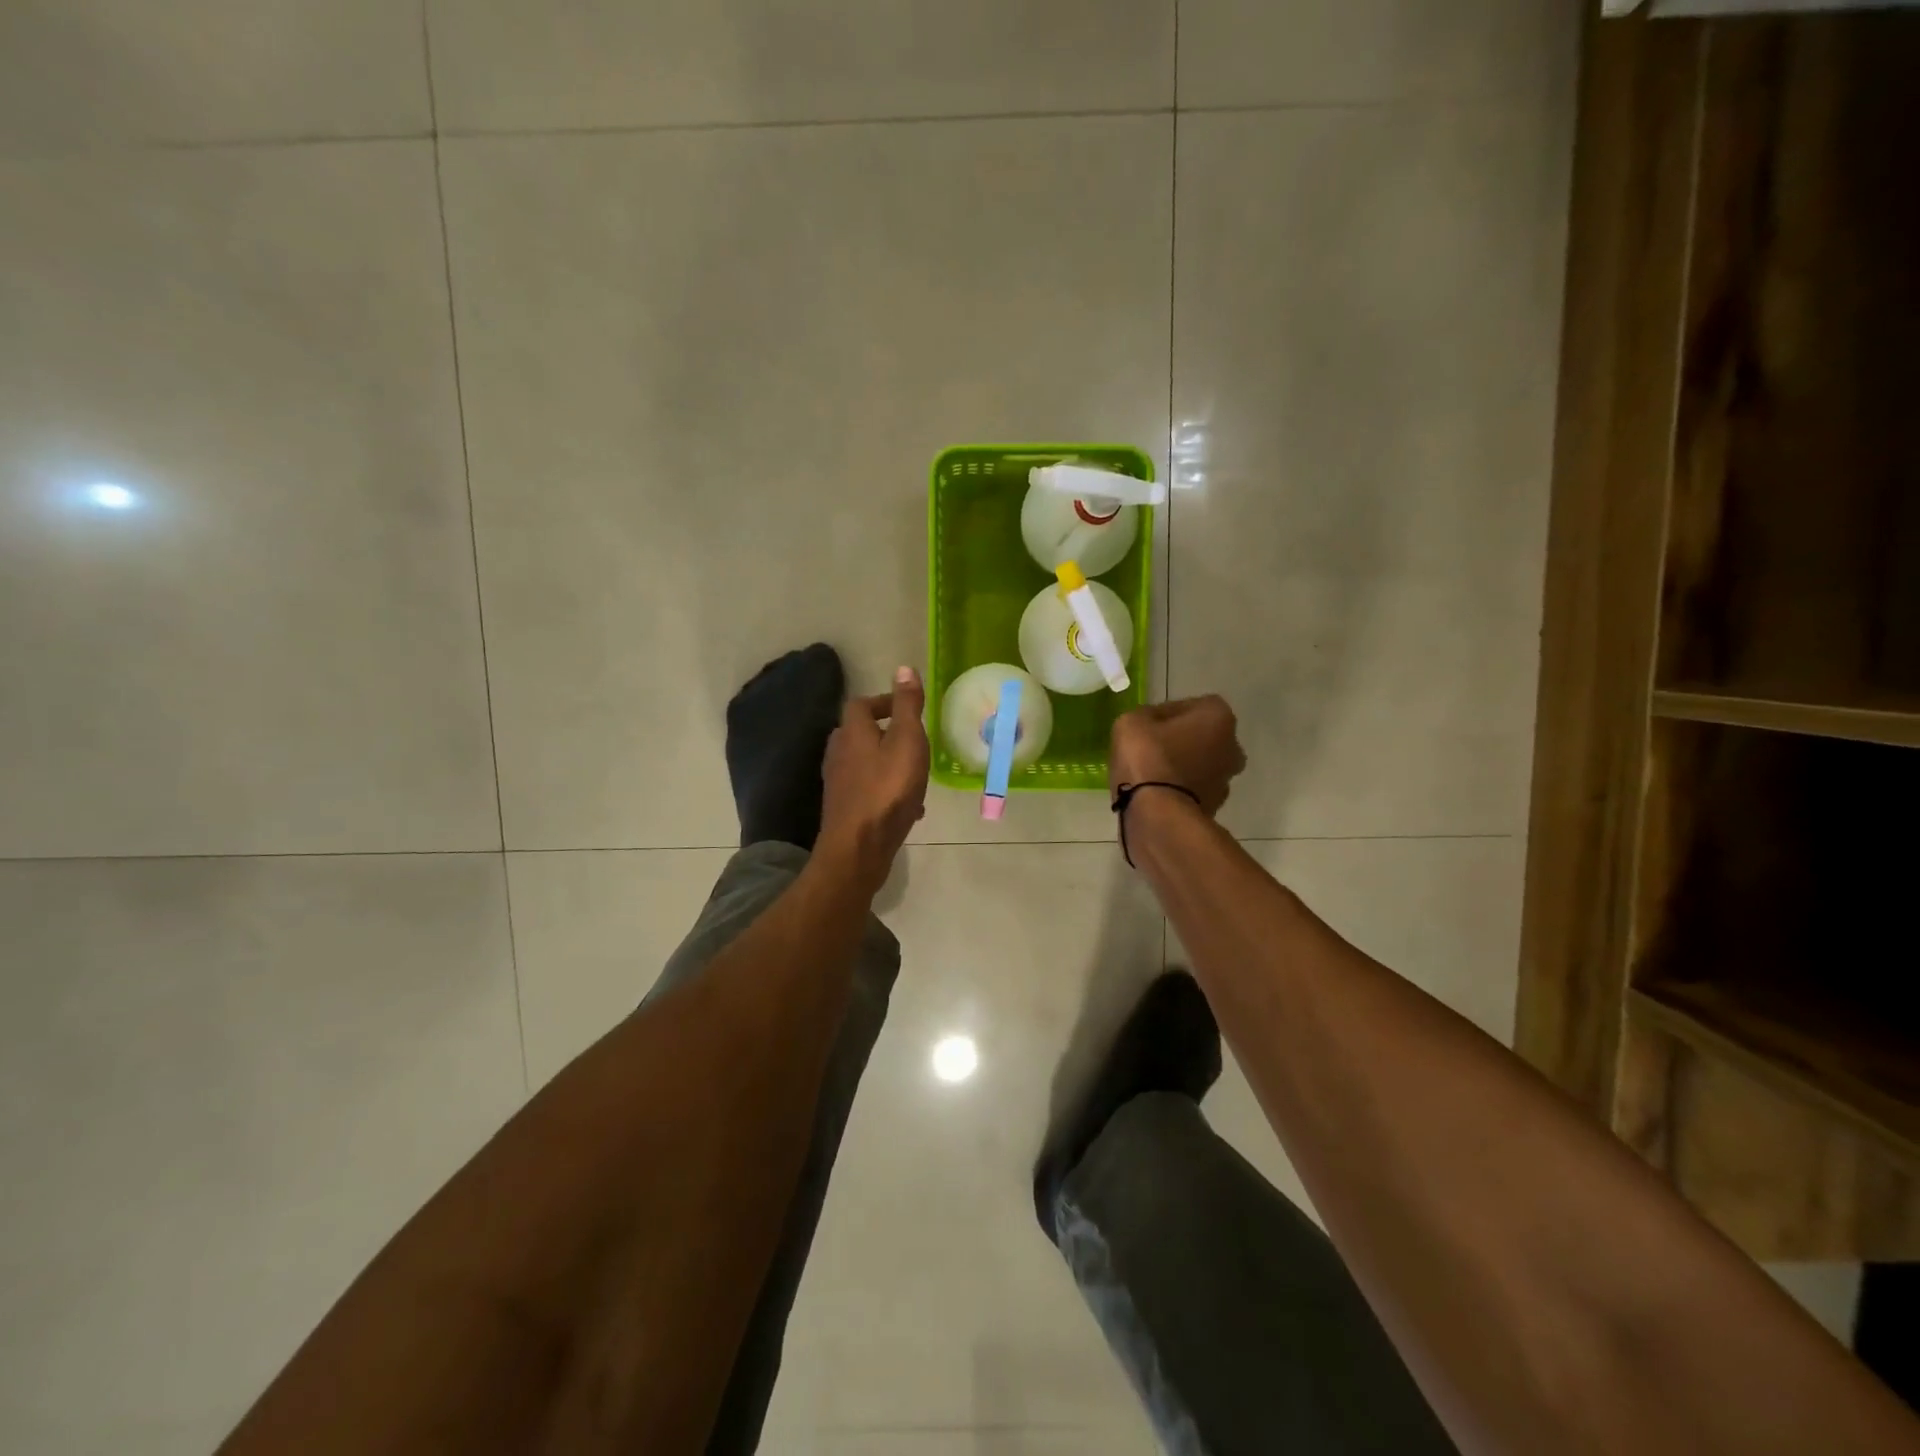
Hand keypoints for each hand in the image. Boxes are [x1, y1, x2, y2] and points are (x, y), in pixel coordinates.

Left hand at [819, 666, 930, 892]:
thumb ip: (907, 706)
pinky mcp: (844, 808)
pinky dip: (887, 789)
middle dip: (887, 733)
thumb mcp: (907, 741)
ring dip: (888, 762)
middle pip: (860, 733)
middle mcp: (839, 753)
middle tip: (914, 740)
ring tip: (916, 773)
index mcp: (852, 732)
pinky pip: (868, 788)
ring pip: (865, 762)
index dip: (884, 702)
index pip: (861, 704)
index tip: (909, 709)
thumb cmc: (887, 790)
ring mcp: (839, 782)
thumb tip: (904, 668)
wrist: (859, 847)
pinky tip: (909, 806)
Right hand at [1110, 696, 1245, 815]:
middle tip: (1151, 747)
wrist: (1157, 815)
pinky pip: (1193, 790)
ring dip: (1182, 766)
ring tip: (1150, 774)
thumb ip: (1146, 716)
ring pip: (1201, 765)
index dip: (1170, 712)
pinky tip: (1154, 793)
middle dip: (1182, 740)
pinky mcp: (1214, 808)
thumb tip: (1152, 724)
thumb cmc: (1148, 758)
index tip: (1148, 724)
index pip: (1195, 705)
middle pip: (1204, 736)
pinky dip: (1179, 789)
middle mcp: (1232, 747)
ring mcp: (1225, 781)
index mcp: (1218, 717)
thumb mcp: (1131, 722)